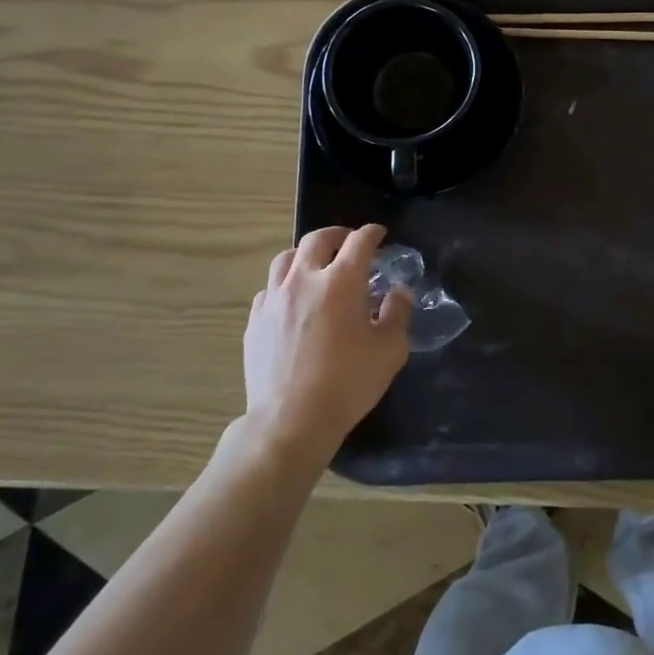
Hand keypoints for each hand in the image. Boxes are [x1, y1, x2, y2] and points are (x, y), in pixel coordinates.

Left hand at [239, 224, 410, 460]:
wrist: (291, 420)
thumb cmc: (348, 383)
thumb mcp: (390, 349)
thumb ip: (397, 313)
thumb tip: (398, 291)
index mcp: (342, 282)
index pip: (359, 242)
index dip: (372, 233)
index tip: (380, 234)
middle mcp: (304, 280)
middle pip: (317, 239)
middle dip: (337, 234)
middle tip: (348, 242)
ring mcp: (274, 299)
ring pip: (285, 258)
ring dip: (305, 254)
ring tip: (315, 265)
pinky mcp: (255, 321)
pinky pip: (268, 289)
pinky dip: (284, 284)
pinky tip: (291, 300)